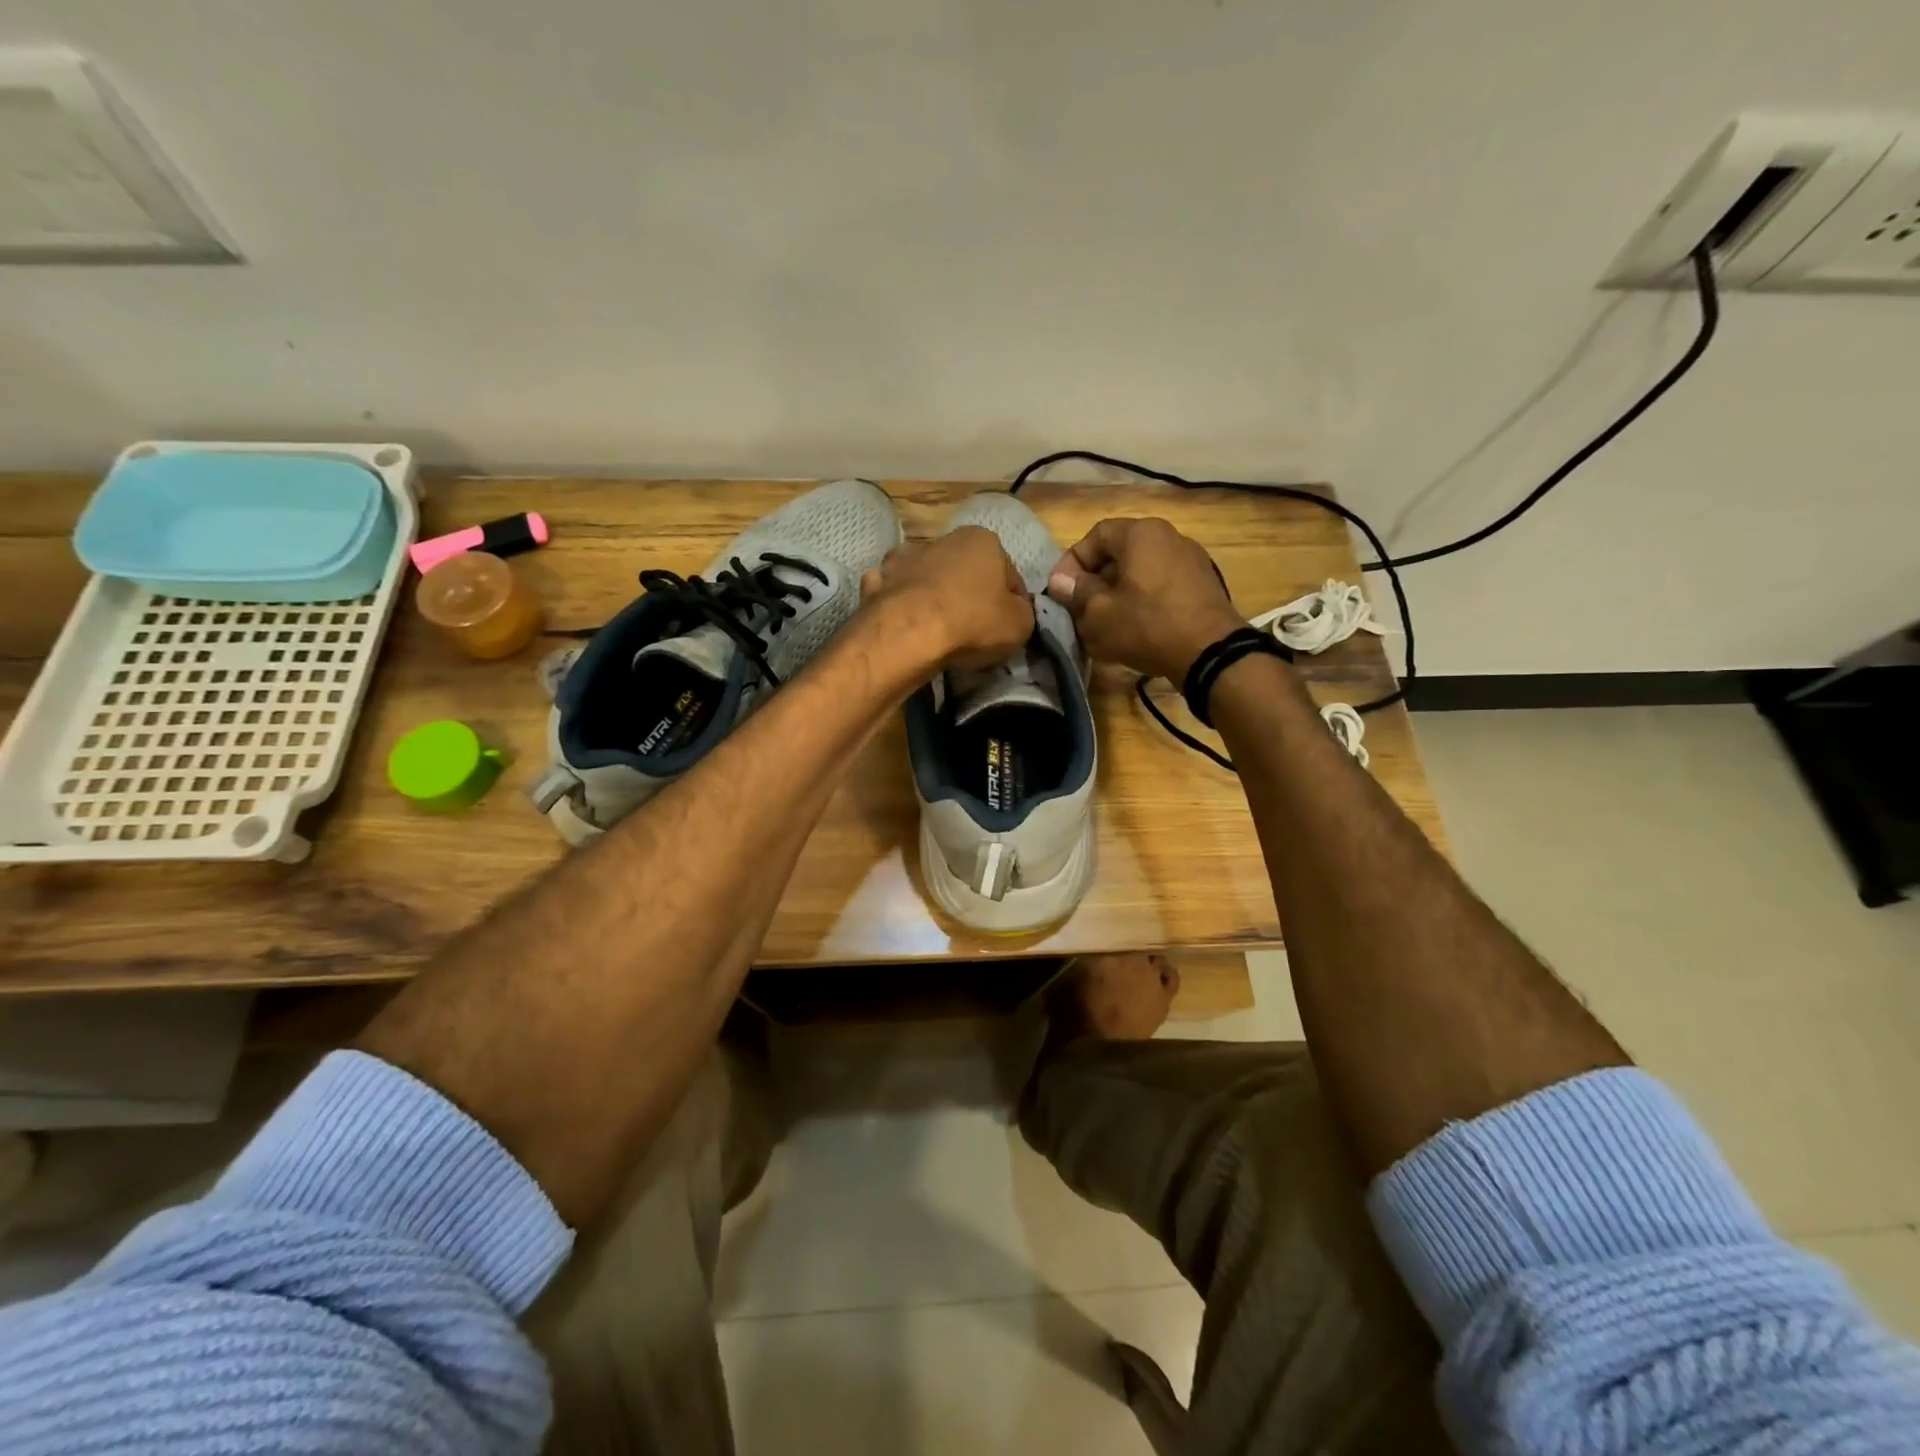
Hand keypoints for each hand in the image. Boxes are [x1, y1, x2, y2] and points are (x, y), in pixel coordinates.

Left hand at [861, 527, 1035, 670]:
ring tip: (936, 627)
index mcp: (983, 540)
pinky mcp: (876, 581)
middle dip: (970, 594)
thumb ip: (1023, 612)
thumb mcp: (1021, 624)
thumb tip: (1015, 611)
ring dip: (932, 594)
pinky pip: (893, 592)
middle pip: (965, 571)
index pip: (1009, 575)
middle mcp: (943, 539)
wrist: (909, 633)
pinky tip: (903, 623)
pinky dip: (898, 603)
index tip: (1009, 627)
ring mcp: (904, 558)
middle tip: (974, 630)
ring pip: (927, 577)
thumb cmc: (973, 622)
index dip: (1013, 603)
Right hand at [1046, 517, 1244, 680]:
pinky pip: (1161, 586)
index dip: (1072, 562)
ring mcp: (1191, 560)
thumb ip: (1077, 593)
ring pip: (1141, 572)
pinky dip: (1143, 601)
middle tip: (1080, 610)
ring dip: (1118, 594)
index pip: (1096, 535)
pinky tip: (1135, 629)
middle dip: (1095, 581)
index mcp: (1141, 534)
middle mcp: (1169, 537)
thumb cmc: (1147, 625)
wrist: (1210, 653)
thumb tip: (1060, 581)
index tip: (1061, 590)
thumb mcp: (1100, 613)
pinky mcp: (1203, 585)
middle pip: (1120, 553)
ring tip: (1105, 624)